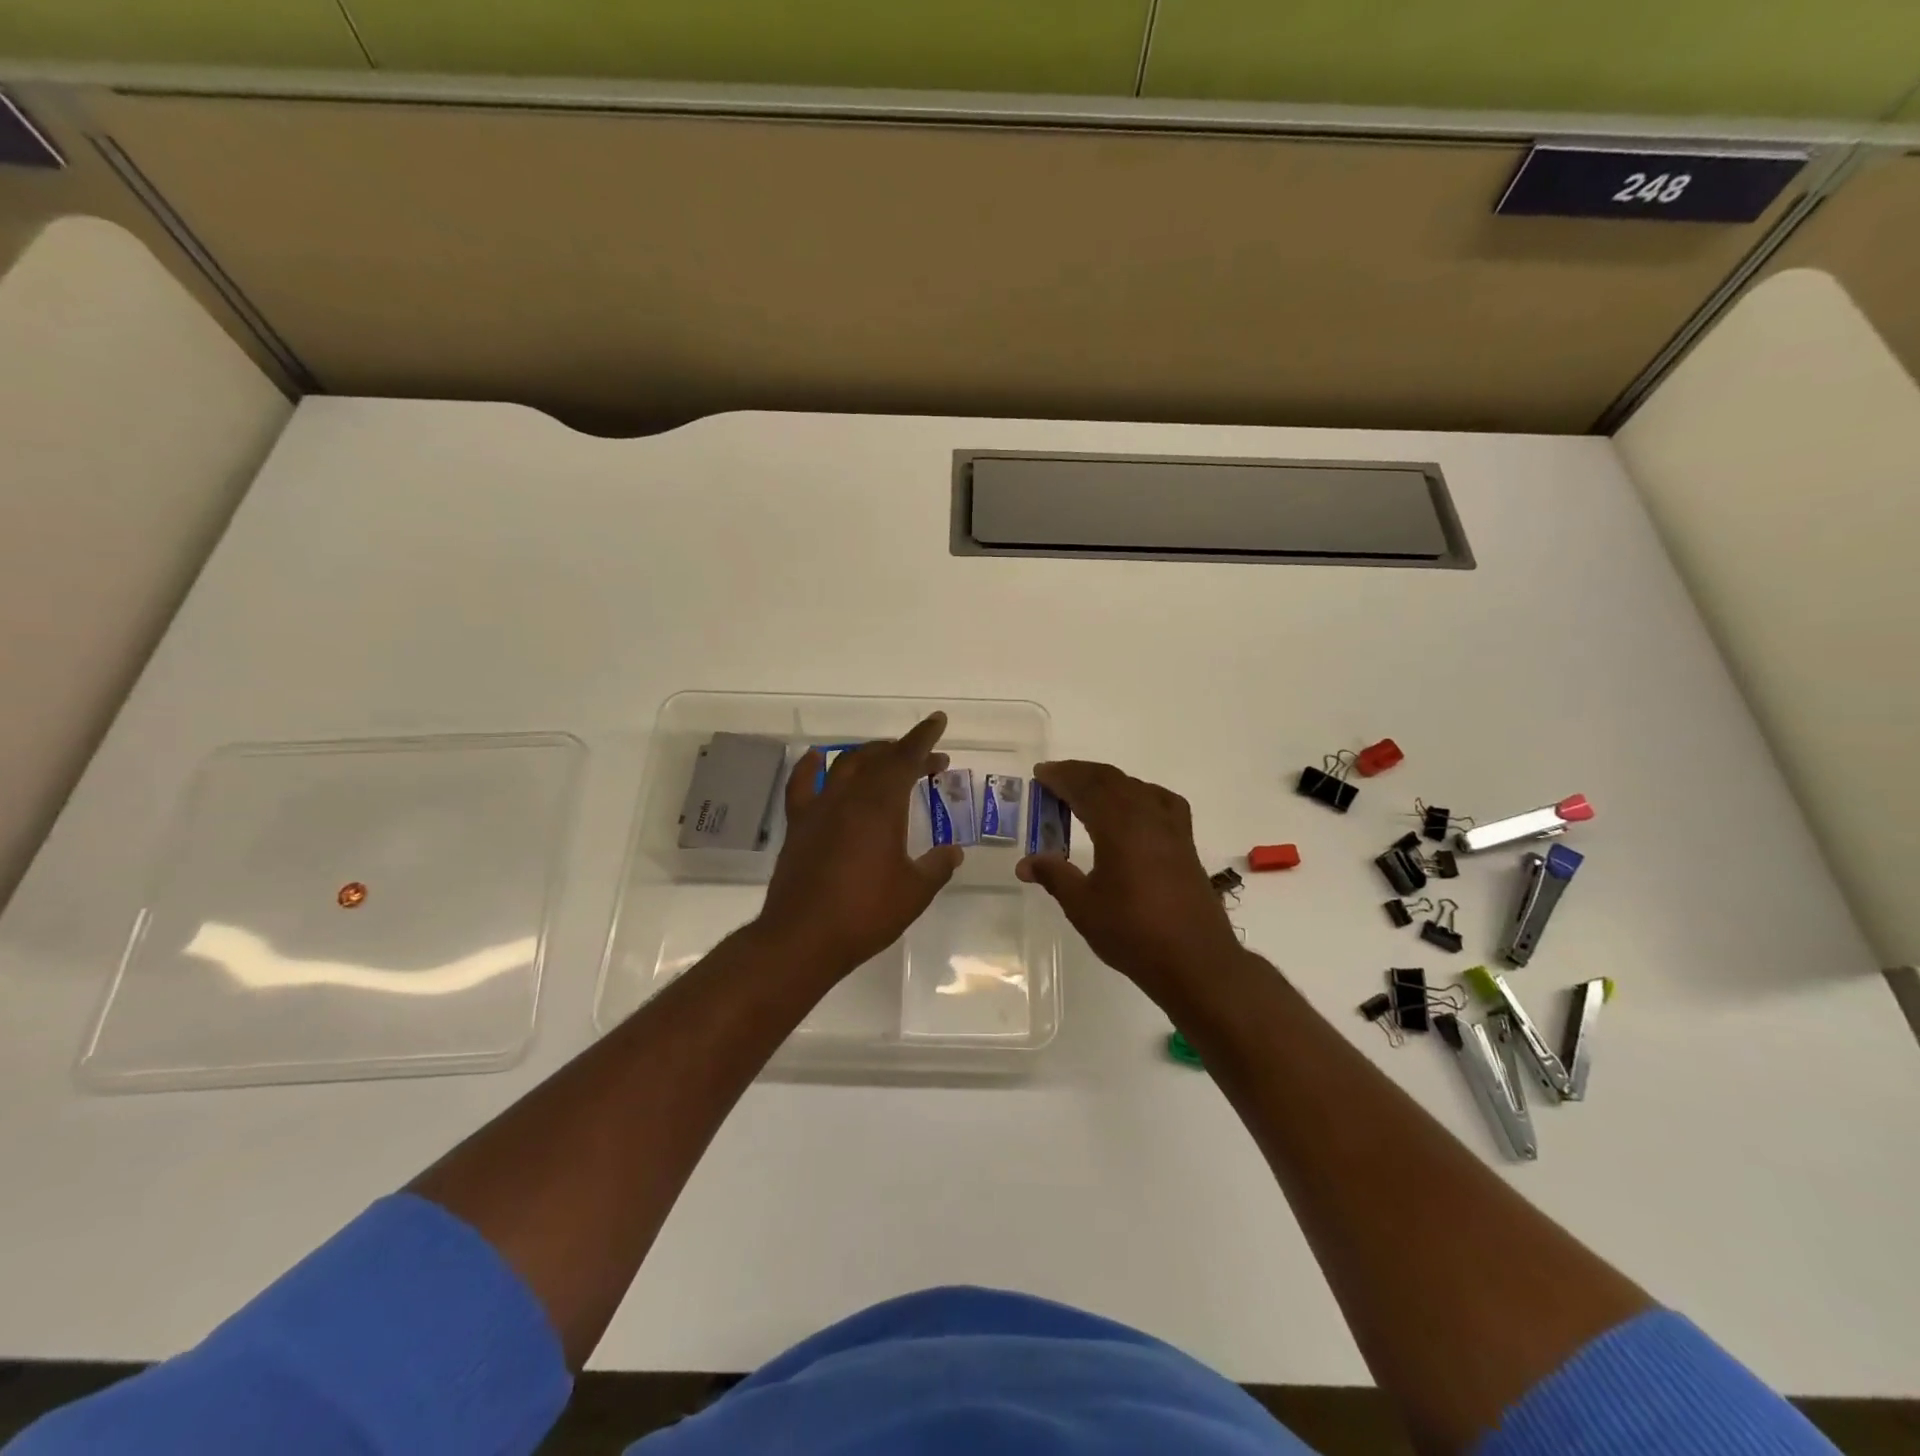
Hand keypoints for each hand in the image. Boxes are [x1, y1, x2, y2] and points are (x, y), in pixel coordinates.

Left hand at [756, 712, 962, 974]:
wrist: (803, 938)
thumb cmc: (865, 914)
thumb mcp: (914, 892)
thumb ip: (937, 867)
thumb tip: (952, 852)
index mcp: (881, 806)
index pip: (906, 758)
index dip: (924, 738)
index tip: (938, 721)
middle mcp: (849, 797)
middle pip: (878, 758)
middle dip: (905, 752)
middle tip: (930, 761)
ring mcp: (819, 808)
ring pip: (845, 764)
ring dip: (869, 755)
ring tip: (886, 759)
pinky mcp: (798, 825)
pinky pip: (802, 784)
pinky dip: (811, 766)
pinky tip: (816, 759)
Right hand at [1016, 760, 1241, 993]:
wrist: (1195, 961)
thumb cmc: (1133, 933)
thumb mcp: (1083, 906)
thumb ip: (1055, 876)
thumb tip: (1025, 863)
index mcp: (1119, 826)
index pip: (1086, 788)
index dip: (1061, 778)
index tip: (1040, 774)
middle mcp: (1147, 817)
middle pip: (1112, 780)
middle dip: (1081, 774)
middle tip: (1055, 778)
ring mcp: (1172, 828)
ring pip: (1137, 787)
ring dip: (1109, 781)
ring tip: (1087, 790)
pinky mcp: (1186, 843)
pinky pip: (1161, 801)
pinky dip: (1140, 794)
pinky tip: (1135, 808)